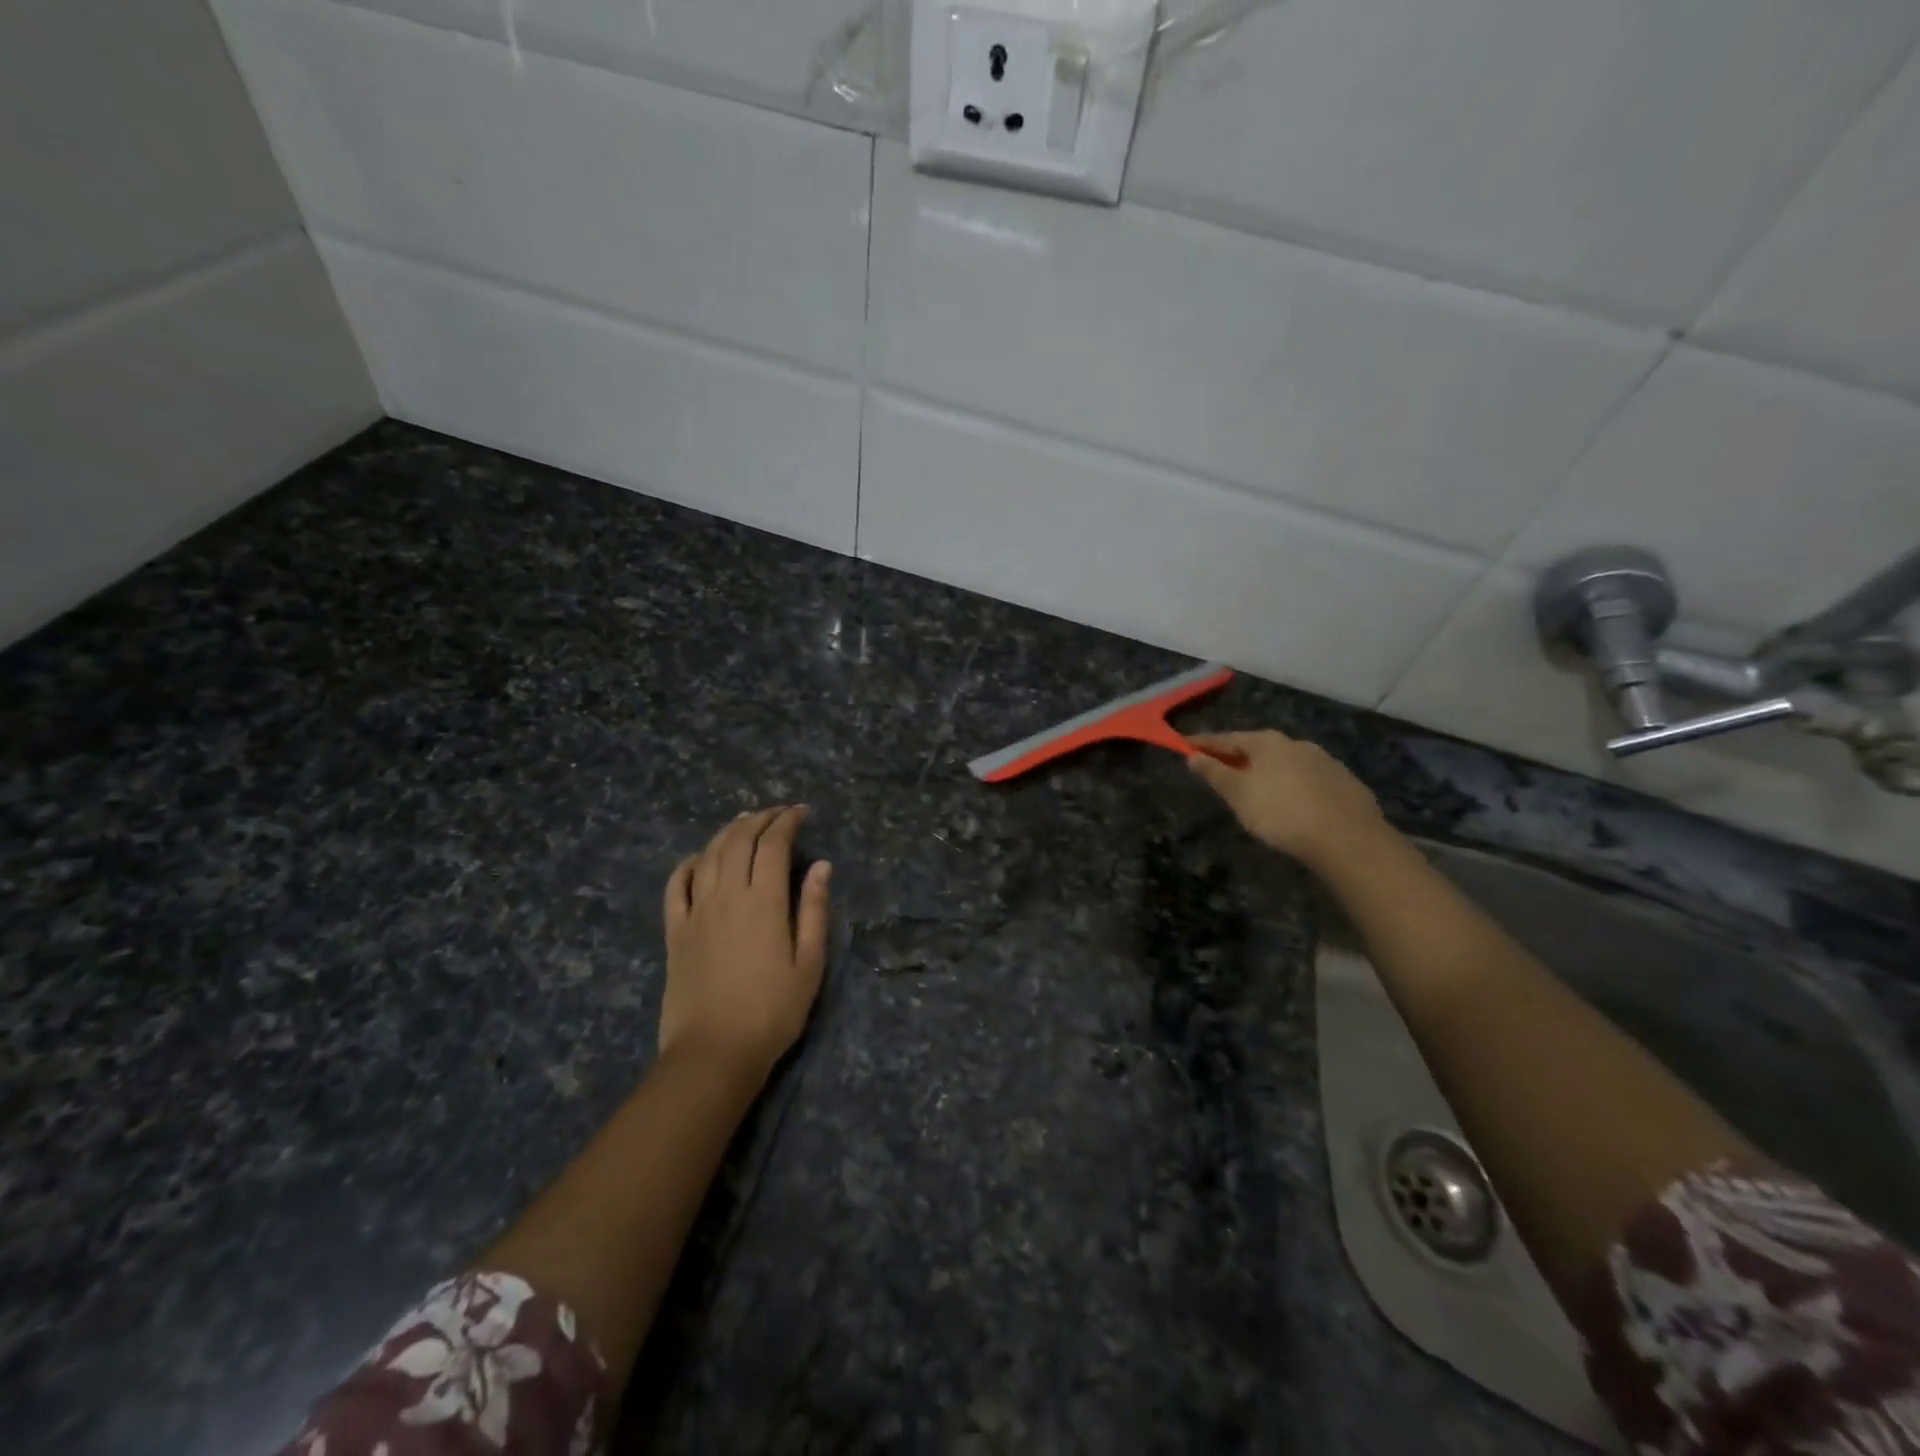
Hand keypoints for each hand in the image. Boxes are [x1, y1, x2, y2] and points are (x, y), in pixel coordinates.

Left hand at [659, 806, 831, 1083]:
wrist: (713, 1053)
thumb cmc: (772, 1012)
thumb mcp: (809, 964)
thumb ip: (814, 910)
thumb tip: (821, 865)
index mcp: (763, 902)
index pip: (773, 845)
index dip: (788, 822)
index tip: (802, 812)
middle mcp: (726, 896)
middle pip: (739, 841)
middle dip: (760, 819)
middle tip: (777, 813)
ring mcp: (695, 912)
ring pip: (709, 855)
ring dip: (728, 832)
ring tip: (744, 822)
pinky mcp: (675, 932)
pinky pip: (676, 885)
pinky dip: (689, 863)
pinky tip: (700, 858)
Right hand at [1187, 730, 1389, 870]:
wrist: (1348, 839)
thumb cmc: (1281, 813)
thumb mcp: (1239, 795)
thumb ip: (1215, 773)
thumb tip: (1193, 756)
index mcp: (1267, 743)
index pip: (1226, 738)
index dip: (1203, 744)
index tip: (1184, 746)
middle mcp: (1297, 743)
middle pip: (1258, 748)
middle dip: (1238, 757)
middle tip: (1222, 769)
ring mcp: (1325, 761)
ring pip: (1287, 762)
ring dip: (1269, 771)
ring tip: (1258, 788)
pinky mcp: (1345, 783)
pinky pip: (1309, 779)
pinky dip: (1294, 785)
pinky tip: (1294, 802)